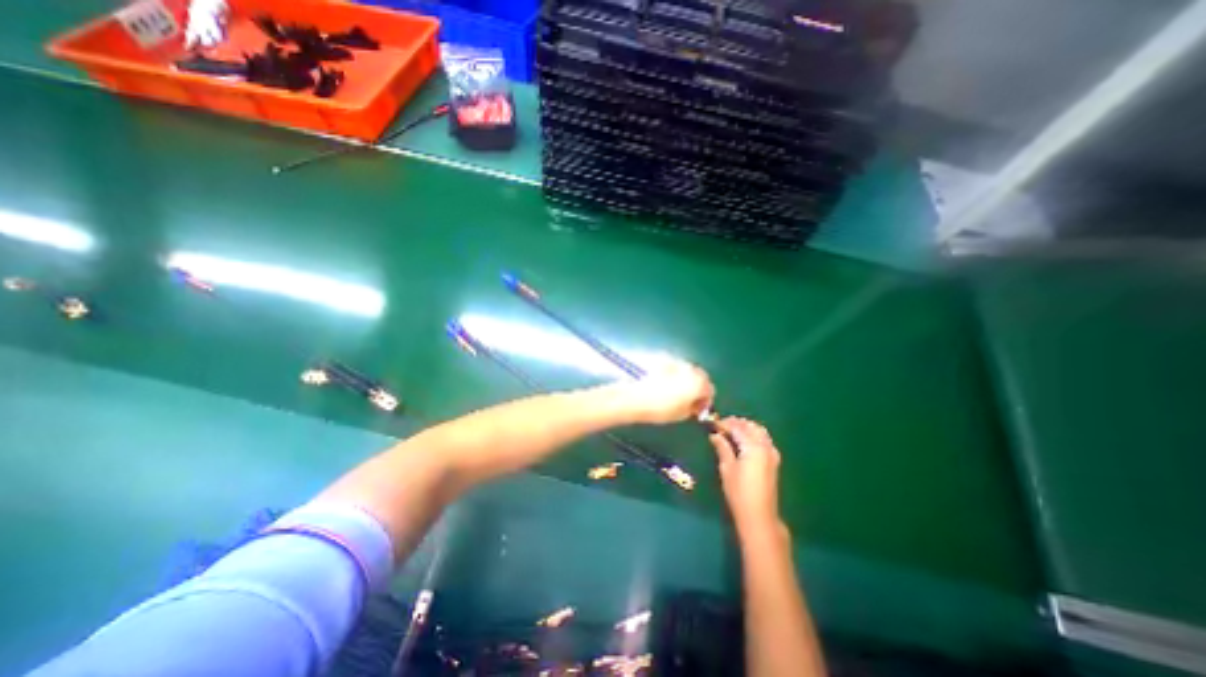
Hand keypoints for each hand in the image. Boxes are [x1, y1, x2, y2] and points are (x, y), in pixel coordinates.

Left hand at [613, 355, 713, 421]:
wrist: (635, 397)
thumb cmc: (660, 409)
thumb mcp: (681, 415)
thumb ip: (694, 408)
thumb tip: (695, 405)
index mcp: (699, 384)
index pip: (710, 390)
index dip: (705, 400)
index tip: (697, 407)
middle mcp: (691, 369)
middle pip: (700, 376)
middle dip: (696, 385)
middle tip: (687, 398)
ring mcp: (676, 361)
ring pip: (687, 369)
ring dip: (684, 377)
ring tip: (672, 389)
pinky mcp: (663, 357)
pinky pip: (674, 365)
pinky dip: (672, 372)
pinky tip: (662, 381)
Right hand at [710, 418, 786, 534]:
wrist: (759, 515)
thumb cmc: (739, 492)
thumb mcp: (727, 468)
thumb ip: (722, 448)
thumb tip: (715, 435)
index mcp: (753, 447)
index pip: (737, 427)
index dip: (724, 423)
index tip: (713, 423)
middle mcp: (765, 446)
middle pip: (751, 426)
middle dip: (736, 423)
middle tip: (721, 426)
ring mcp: (772, 453)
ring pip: (759, 431)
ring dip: (746, 427)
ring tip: (732, 431)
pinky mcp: (774, 460)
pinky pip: (765, 439)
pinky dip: (754, 435)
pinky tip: (745, 441)